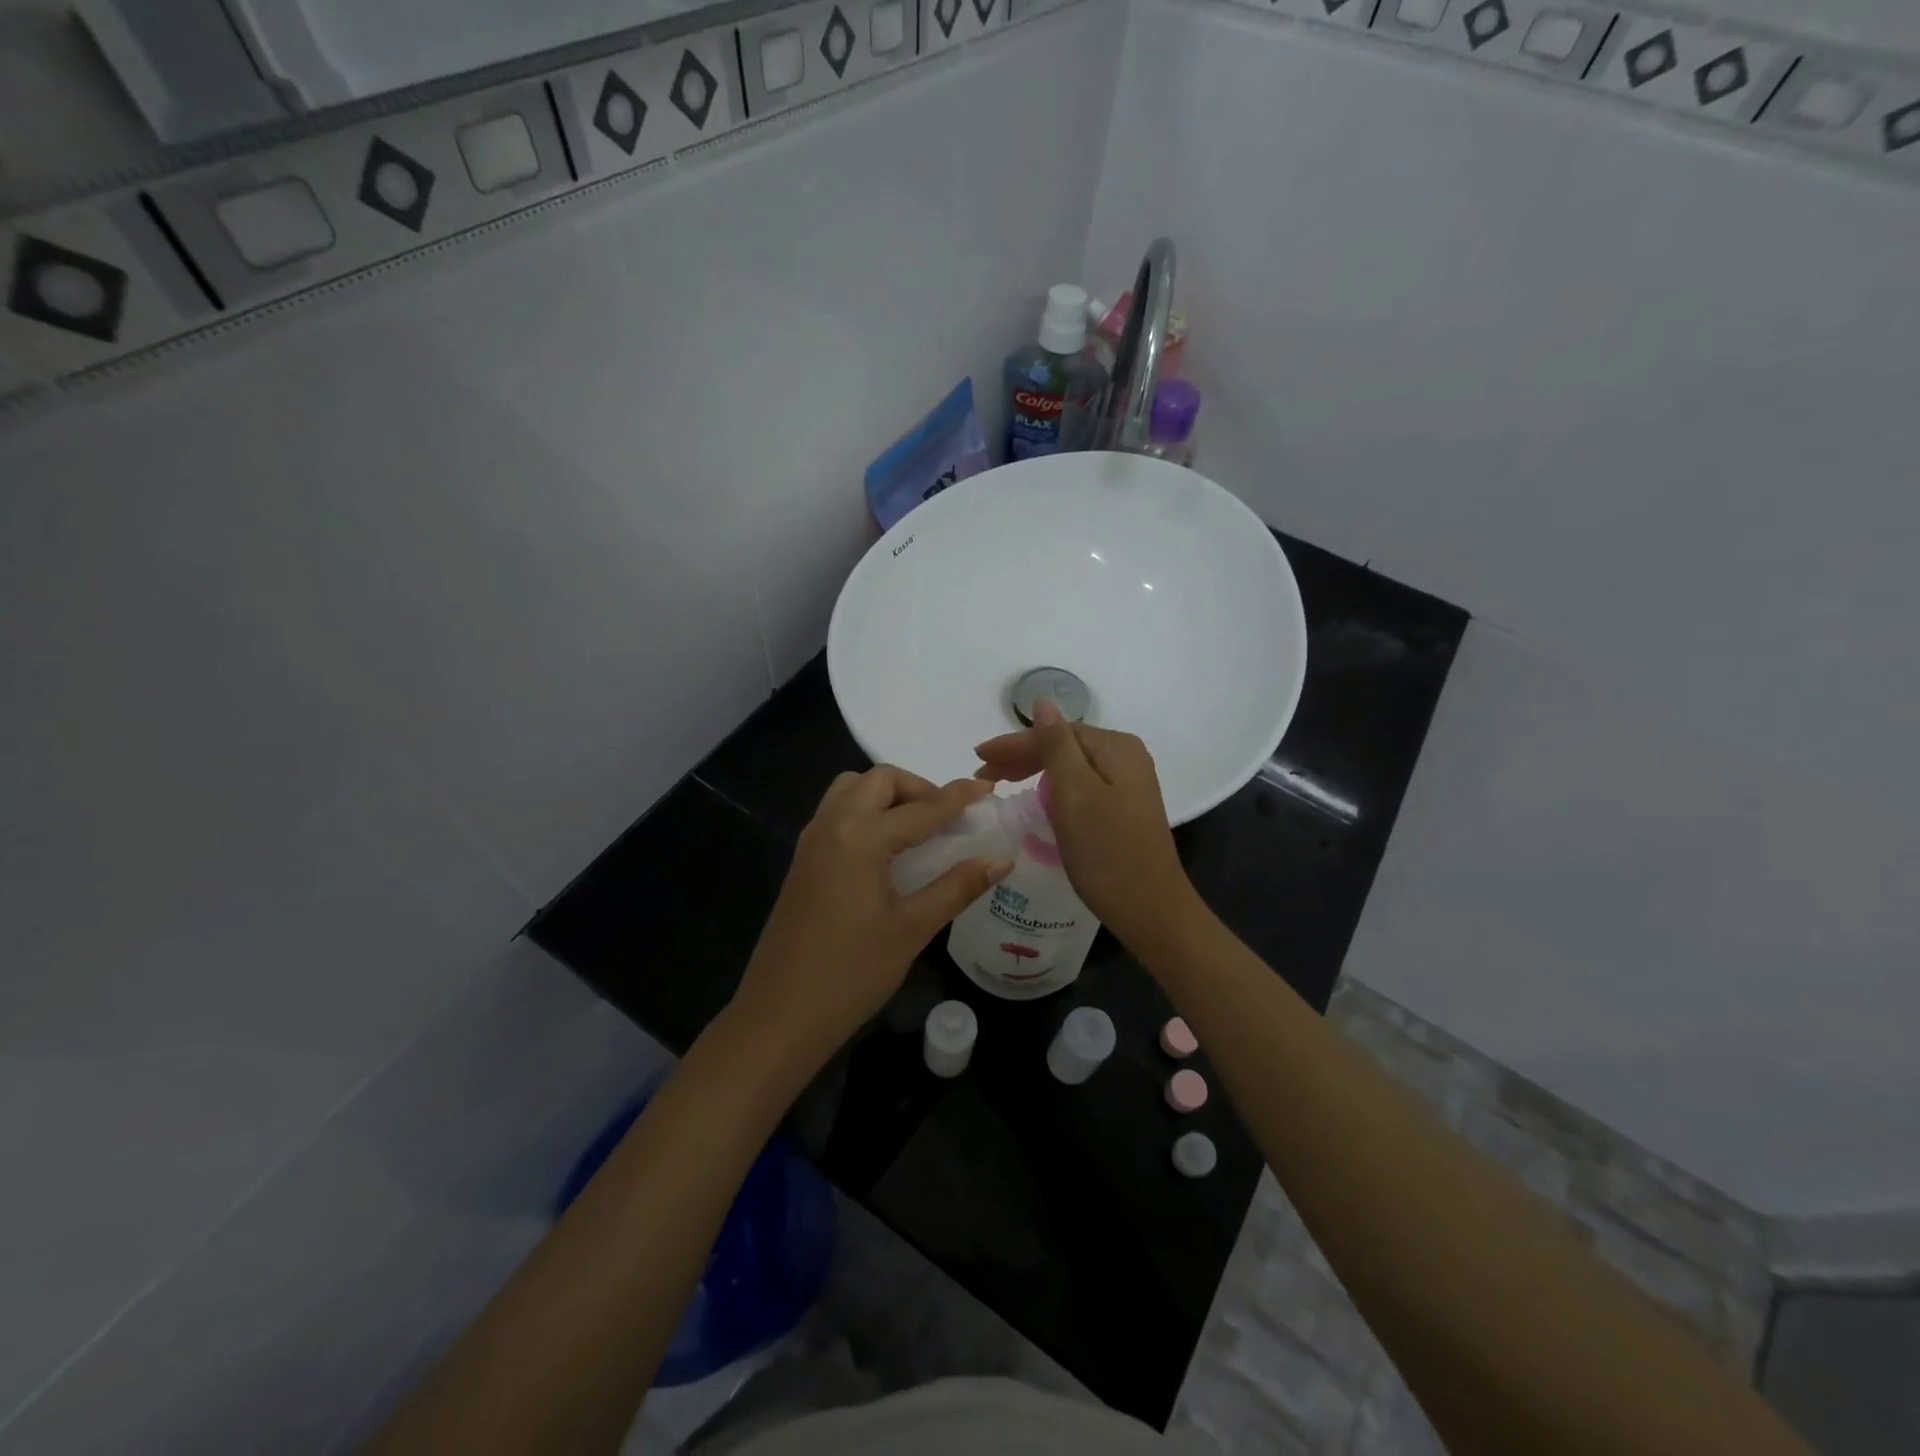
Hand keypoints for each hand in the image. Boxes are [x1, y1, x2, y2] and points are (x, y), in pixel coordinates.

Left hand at [728, 767, 1012, 1077]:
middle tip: (949, 818)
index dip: (959, 797)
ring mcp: (812, 840)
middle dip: (919, 788)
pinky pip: (837, 812)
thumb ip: (958, 887)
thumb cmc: (851, 974)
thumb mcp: (911, 929)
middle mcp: (832, 824)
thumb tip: (1001, 860)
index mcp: (861, 837)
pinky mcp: (803, 859)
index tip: (989, 788)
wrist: (780, 1015)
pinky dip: (866, 811)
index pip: (922, 808)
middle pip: (880, 780)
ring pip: (852, 789)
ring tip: (918, 829)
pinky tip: (887, 849)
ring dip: (888, 795)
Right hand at [974, 701, 1199, 947]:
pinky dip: (1053, 788)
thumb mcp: (1075, 794)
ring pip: (1071, 767)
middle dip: (1021, 756)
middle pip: (1064, 746)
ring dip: (1034, 771)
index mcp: (1116, 747)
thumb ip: (1056, 745)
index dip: (1014, 744)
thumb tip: (1043, 701)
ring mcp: (1128, 783)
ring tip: (1000, 784)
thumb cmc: (1106, 852)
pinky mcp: (1124, 808)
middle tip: (983, 775)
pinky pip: (1080, 786)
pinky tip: (1036, 798)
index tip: (977, 758)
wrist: (1150, 910)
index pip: (1055, 732)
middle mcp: (1126, 757)